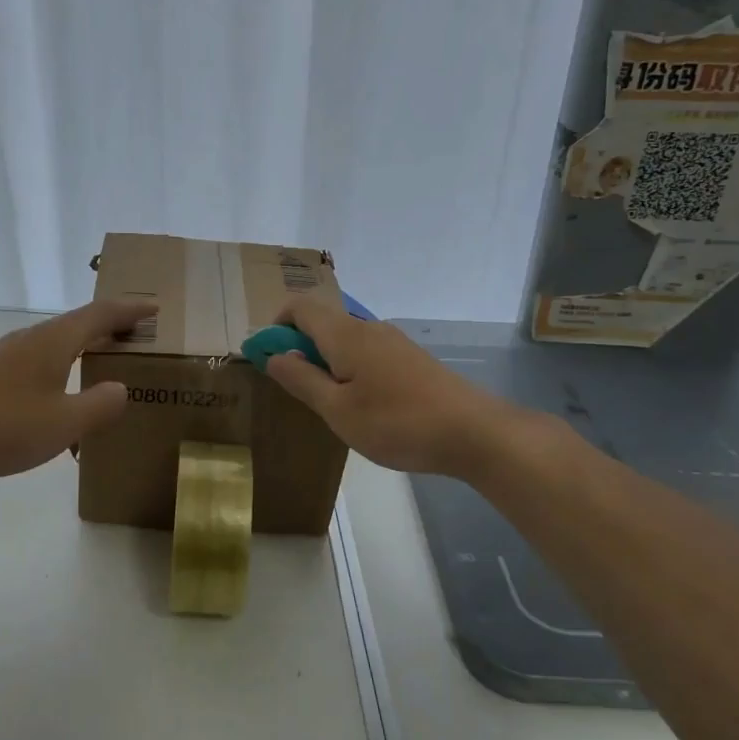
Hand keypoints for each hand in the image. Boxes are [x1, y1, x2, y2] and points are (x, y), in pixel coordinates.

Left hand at [0, 299, 148, 483]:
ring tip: (99, 363)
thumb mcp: (63, 423)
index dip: (129, 311)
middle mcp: (29, 340)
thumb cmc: (2, 426)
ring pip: (53, 343)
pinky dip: (59, 367)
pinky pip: (36, 362)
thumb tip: (120, 388)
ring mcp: (4, 357)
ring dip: (80, 347)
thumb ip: (99, 405)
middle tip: (133, 336)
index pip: (100, 315)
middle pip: (76, 324)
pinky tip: (55, 395)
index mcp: (53, 342)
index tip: (153, 309)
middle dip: (107, 327)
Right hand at [263, 298, 522, 477]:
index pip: (299, 307)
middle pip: (322, 322)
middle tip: (294, 388)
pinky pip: (366, 352)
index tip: (266, 358)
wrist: (472, 432)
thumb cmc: (396, 423)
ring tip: (326, 402)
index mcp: (344, 335)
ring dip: (325, 360)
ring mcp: (393, 342)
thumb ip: (302, 379)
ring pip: (345, 339)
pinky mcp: (410, 359)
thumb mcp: (337, 410)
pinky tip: (360, 403)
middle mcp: (368, 328)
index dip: (275, 326)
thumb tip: (274, 354)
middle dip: (299, 346)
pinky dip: (349, 367)